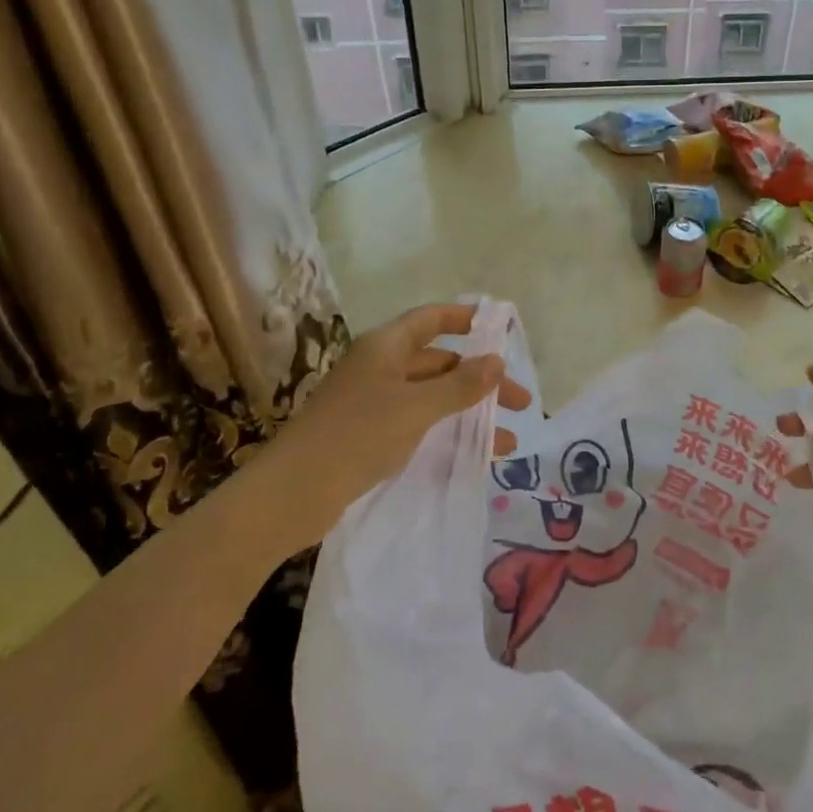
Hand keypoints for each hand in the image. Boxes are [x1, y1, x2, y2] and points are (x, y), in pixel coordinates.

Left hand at [276, 303, 529, 534]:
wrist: (292, 493)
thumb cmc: (357, 436)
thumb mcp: (416, 408)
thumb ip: (460, 386)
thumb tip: (496, 361)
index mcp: (386, 347)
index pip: (432, 319)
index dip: (465, 318)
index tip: (500, 328)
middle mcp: (380, 367)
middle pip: (439, 363)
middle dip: (481, 380)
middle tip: (520, 404)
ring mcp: (373, 402)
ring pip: (432, 398)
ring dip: (468, 413)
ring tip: (506, 442)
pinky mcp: (369, 435)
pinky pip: (418, 423)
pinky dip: (447, 433)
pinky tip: (471, 456)